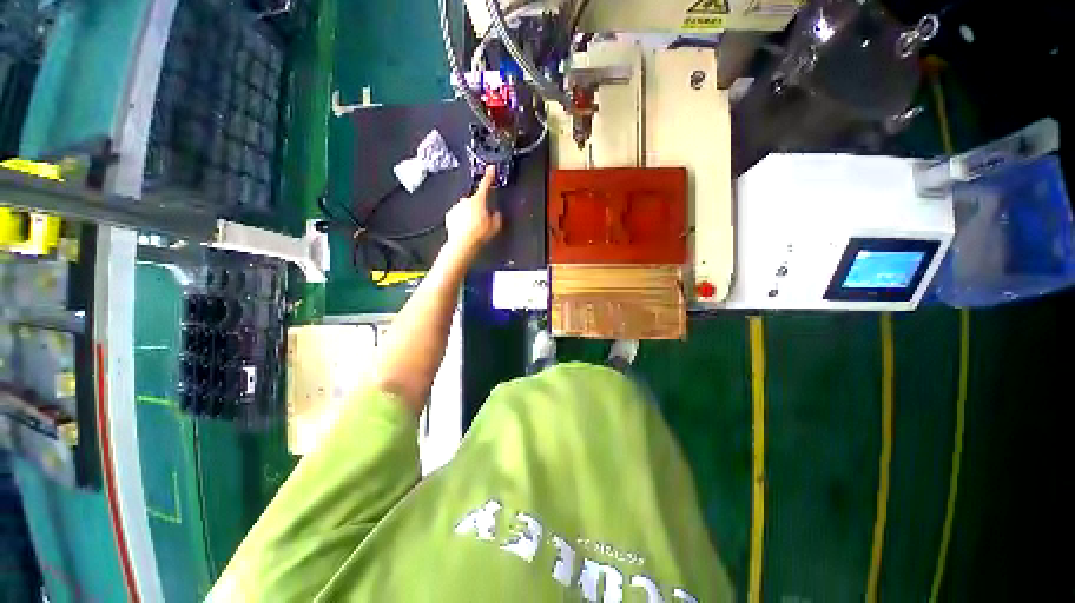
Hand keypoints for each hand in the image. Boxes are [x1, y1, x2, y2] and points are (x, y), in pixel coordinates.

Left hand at [444, 166, 502, 260]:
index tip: (491, 168)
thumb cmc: (481, 234)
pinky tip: (466, 230)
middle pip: (475, 200)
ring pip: (465, 208)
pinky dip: (462, 220)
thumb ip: (498, 216)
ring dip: (470, 214)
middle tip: (484, 219)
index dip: (489, 176)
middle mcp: (465, 201)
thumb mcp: (496, 226)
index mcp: (479, 200)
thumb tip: (496, 212)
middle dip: (479, 206)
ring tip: (474, 228)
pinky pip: (458, 215)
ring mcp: (456, 208)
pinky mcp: (450, 217)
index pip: (485, 184)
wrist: (463, 245)